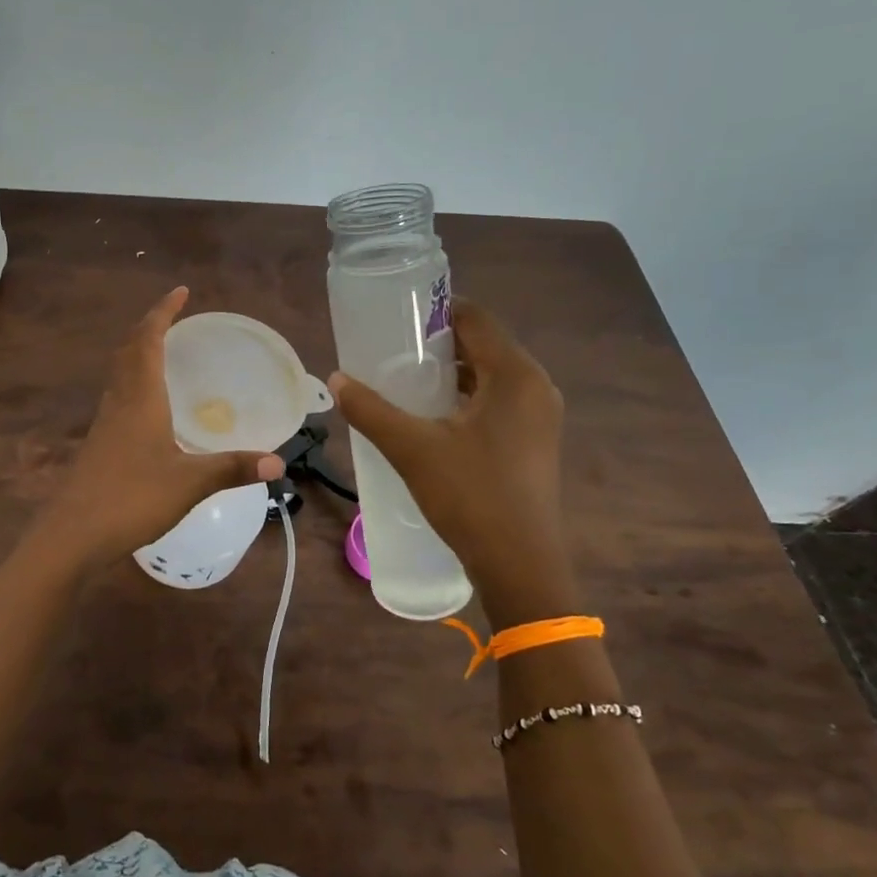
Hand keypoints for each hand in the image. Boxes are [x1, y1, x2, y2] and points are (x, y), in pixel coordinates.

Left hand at [38, 287, 283, 567]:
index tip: (180, 291)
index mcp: (140, 398)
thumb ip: (233, 468)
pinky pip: (117, 397)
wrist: (73, 535)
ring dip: (138, 353)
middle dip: (149, 328)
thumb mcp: (189, 483)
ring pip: (119, 373)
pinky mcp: (98, 445)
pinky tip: (147, 407)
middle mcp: (119, 402)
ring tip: (162, 352)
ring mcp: (104, 424)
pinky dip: (133, 383)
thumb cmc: (131, 498)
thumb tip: (278, 462)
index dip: (163, 313)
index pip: (148, 341)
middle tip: (174, 317)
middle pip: (129, 351)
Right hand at [330, 300, 574, 626]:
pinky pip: (497, 402)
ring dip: (451, 373)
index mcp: (515, 375)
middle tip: (392, 351)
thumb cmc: (470, 496)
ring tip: (404, 382)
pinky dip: (465, 398)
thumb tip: (336, 381)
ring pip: (490, 376)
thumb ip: (371, 411)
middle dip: (438, 343)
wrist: (519, 566)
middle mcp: (535, 387)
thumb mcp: (412, 449)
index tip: (397, 317)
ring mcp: (539, 417)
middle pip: (484, 345)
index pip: (476, 318)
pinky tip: (431, 418)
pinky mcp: (534, 442)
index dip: (436, 310)